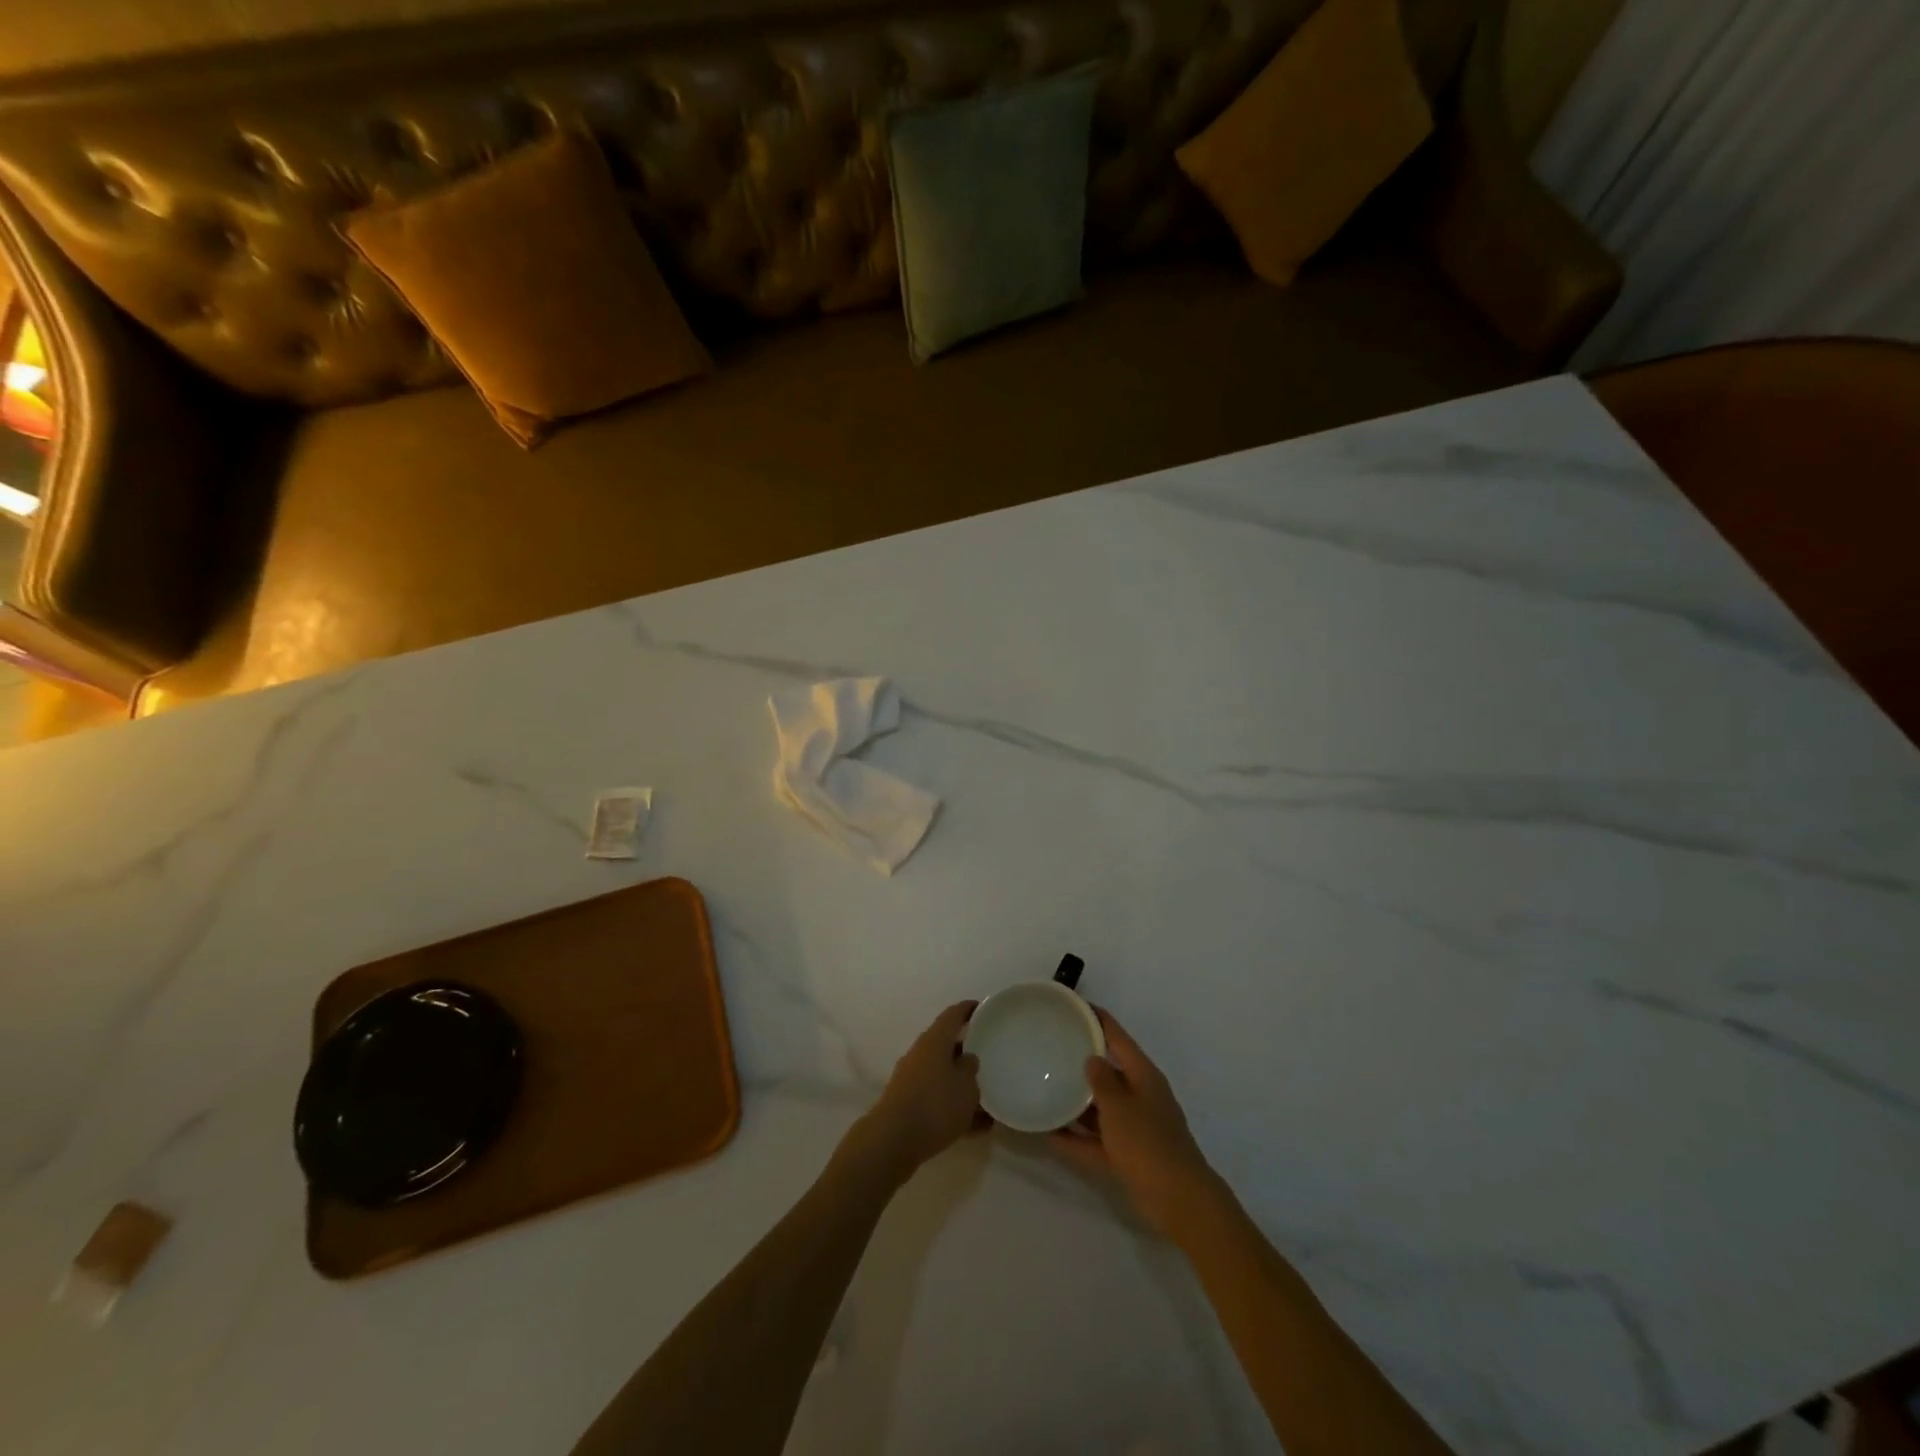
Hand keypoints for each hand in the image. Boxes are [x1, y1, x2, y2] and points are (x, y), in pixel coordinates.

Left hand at [853, 1001, 983, 1180]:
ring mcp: (912, 1080)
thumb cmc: (935, 1105)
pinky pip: (938, 1100)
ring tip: (990, 1100)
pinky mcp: (908, 1105)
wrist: (892, 1141)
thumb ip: (971, 1068)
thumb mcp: (965, 1086)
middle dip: (969, 1051)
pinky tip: (978, 1127)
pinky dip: (956, 1108)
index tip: (985, 1009)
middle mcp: (920, 1054)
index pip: (953, 1015)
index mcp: (934, 1041)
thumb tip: (968, 1058)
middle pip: (947, 1046)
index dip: (969, 1009)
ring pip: (944, 1076)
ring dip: (964, 1086)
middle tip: (991, 1056)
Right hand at [1050, 1008, 1220, 1237]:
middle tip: (1050, 1046)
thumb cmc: (1148, 1143)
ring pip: (1100, 1106)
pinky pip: (1096, 1139)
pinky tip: (1047, 1133)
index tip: (1071, 1005)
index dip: (1095, 1018)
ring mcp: (1134, 1126)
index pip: (1117, 1036)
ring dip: (1076, 1100)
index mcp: (1143, 1075)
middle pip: (1108, 1070)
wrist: (1179, 1200)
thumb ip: (1101, 1081)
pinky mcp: (1128, 1155)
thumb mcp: (1119, 1107)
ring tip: (1044, 1086)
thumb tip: (1091, 1059)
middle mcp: (1139, 1095)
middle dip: (1082, 1059)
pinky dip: (1075, 1137)